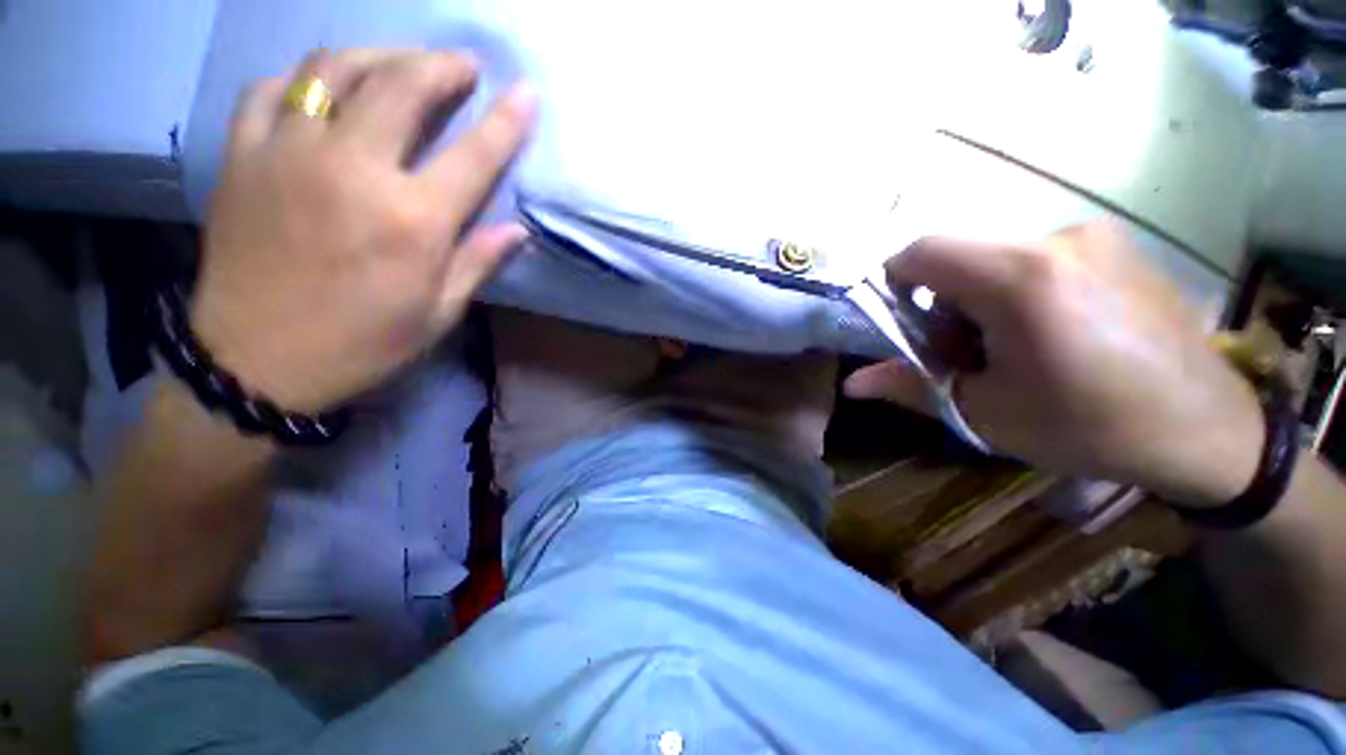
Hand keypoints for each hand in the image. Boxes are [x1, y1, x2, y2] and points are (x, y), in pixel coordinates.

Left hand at [191, 49, 534, 412]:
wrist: (257, 363)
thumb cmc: (363, 344)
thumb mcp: (438, 314)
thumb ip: (478, 263)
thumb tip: (517, 230)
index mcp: (412, 222)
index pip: (474, 156)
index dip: (506, 120)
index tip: (526, 92)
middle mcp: (353, 172)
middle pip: (401, 86)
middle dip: (440, 65)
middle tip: (462, 65)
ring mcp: (288, 155)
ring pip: (333, 70)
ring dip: (377, 56)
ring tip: (399, 63)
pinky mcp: (242, 157)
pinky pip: (272, 91)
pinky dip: (305, 80)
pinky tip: (323, 91)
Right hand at [845, 223, 1263, 506]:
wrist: (1207, 431)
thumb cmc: (1089, 426)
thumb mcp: (985, 412)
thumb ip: (909, 387)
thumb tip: (851, 384)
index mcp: (1020, 279)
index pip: (923, 250)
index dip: (895, 281)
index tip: (904, 322)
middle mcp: (1056, 240)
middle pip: (959, 255)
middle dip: (941, 301)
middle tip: (961, 352)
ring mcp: (1094, 237)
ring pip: (995, 256)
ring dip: (978, 297)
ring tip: (1009, 347)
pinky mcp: (1117, 246)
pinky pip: (1036, 256)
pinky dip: (1017, 289)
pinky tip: (1050, 333)